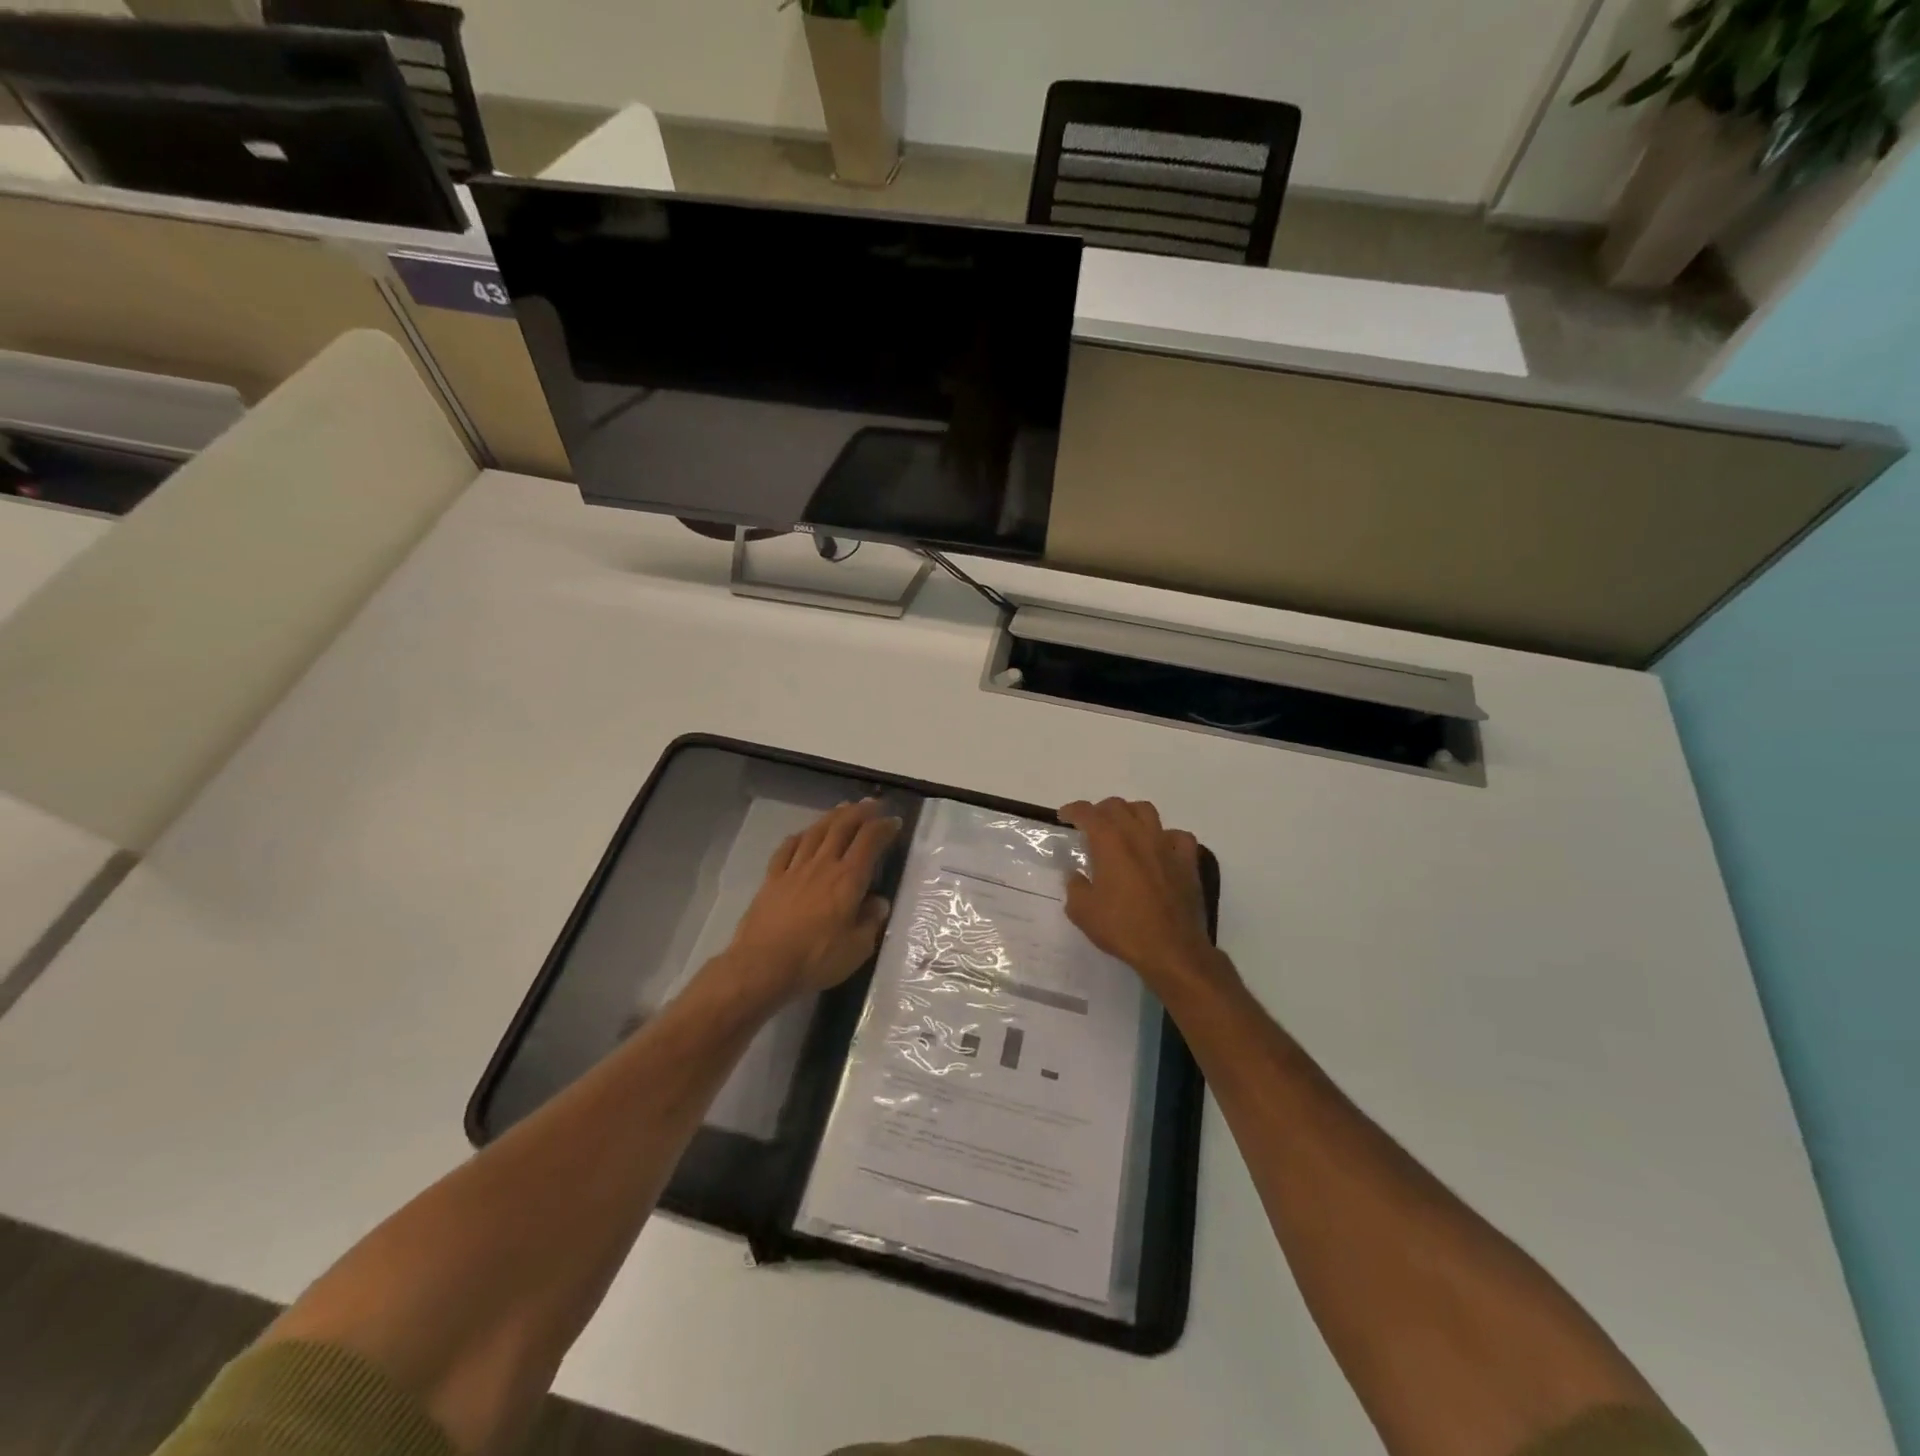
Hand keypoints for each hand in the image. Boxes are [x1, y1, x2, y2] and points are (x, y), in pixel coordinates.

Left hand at [724, 799, 901, 999]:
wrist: (762, 966)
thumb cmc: (815, 959)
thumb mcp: (857, 948)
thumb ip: (870, 922)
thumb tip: (879, 902)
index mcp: (848, 879)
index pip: (870, 842)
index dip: (883, 827)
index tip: (894, 821)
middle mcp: (822, 865)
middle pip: (842, 828)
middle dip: (859, 812)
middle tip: (871, 804)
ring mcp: (794, 870)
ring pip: (815, 833)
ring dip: (832, 817)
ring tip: (842, 809)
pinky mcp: (772, 879)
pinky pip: (786, 849)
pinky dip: (799, 837)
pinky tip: (802, 835)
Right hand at [1060, 797, 1219, 991]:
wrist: (1171, 949)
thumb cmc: (1122, 928)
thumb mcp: (1082, 911)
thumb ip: (1075, 886)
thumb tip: (1076, 875)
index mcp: (1110, 842)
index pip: (1088, 813)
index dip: (1073, 810)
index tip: (1064, 816)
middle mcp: (1138, 835)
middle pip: (1117, 806)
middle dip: (1100, 810)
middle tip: (1091, 825)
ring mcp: (1166, 846)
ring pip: (1147, 812)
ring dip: (1130, 814)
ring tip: (1123, 829)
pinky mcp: (1187, 862)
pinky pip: (1178, 836)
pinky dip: (1166, 836)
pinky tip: (1160, 848)